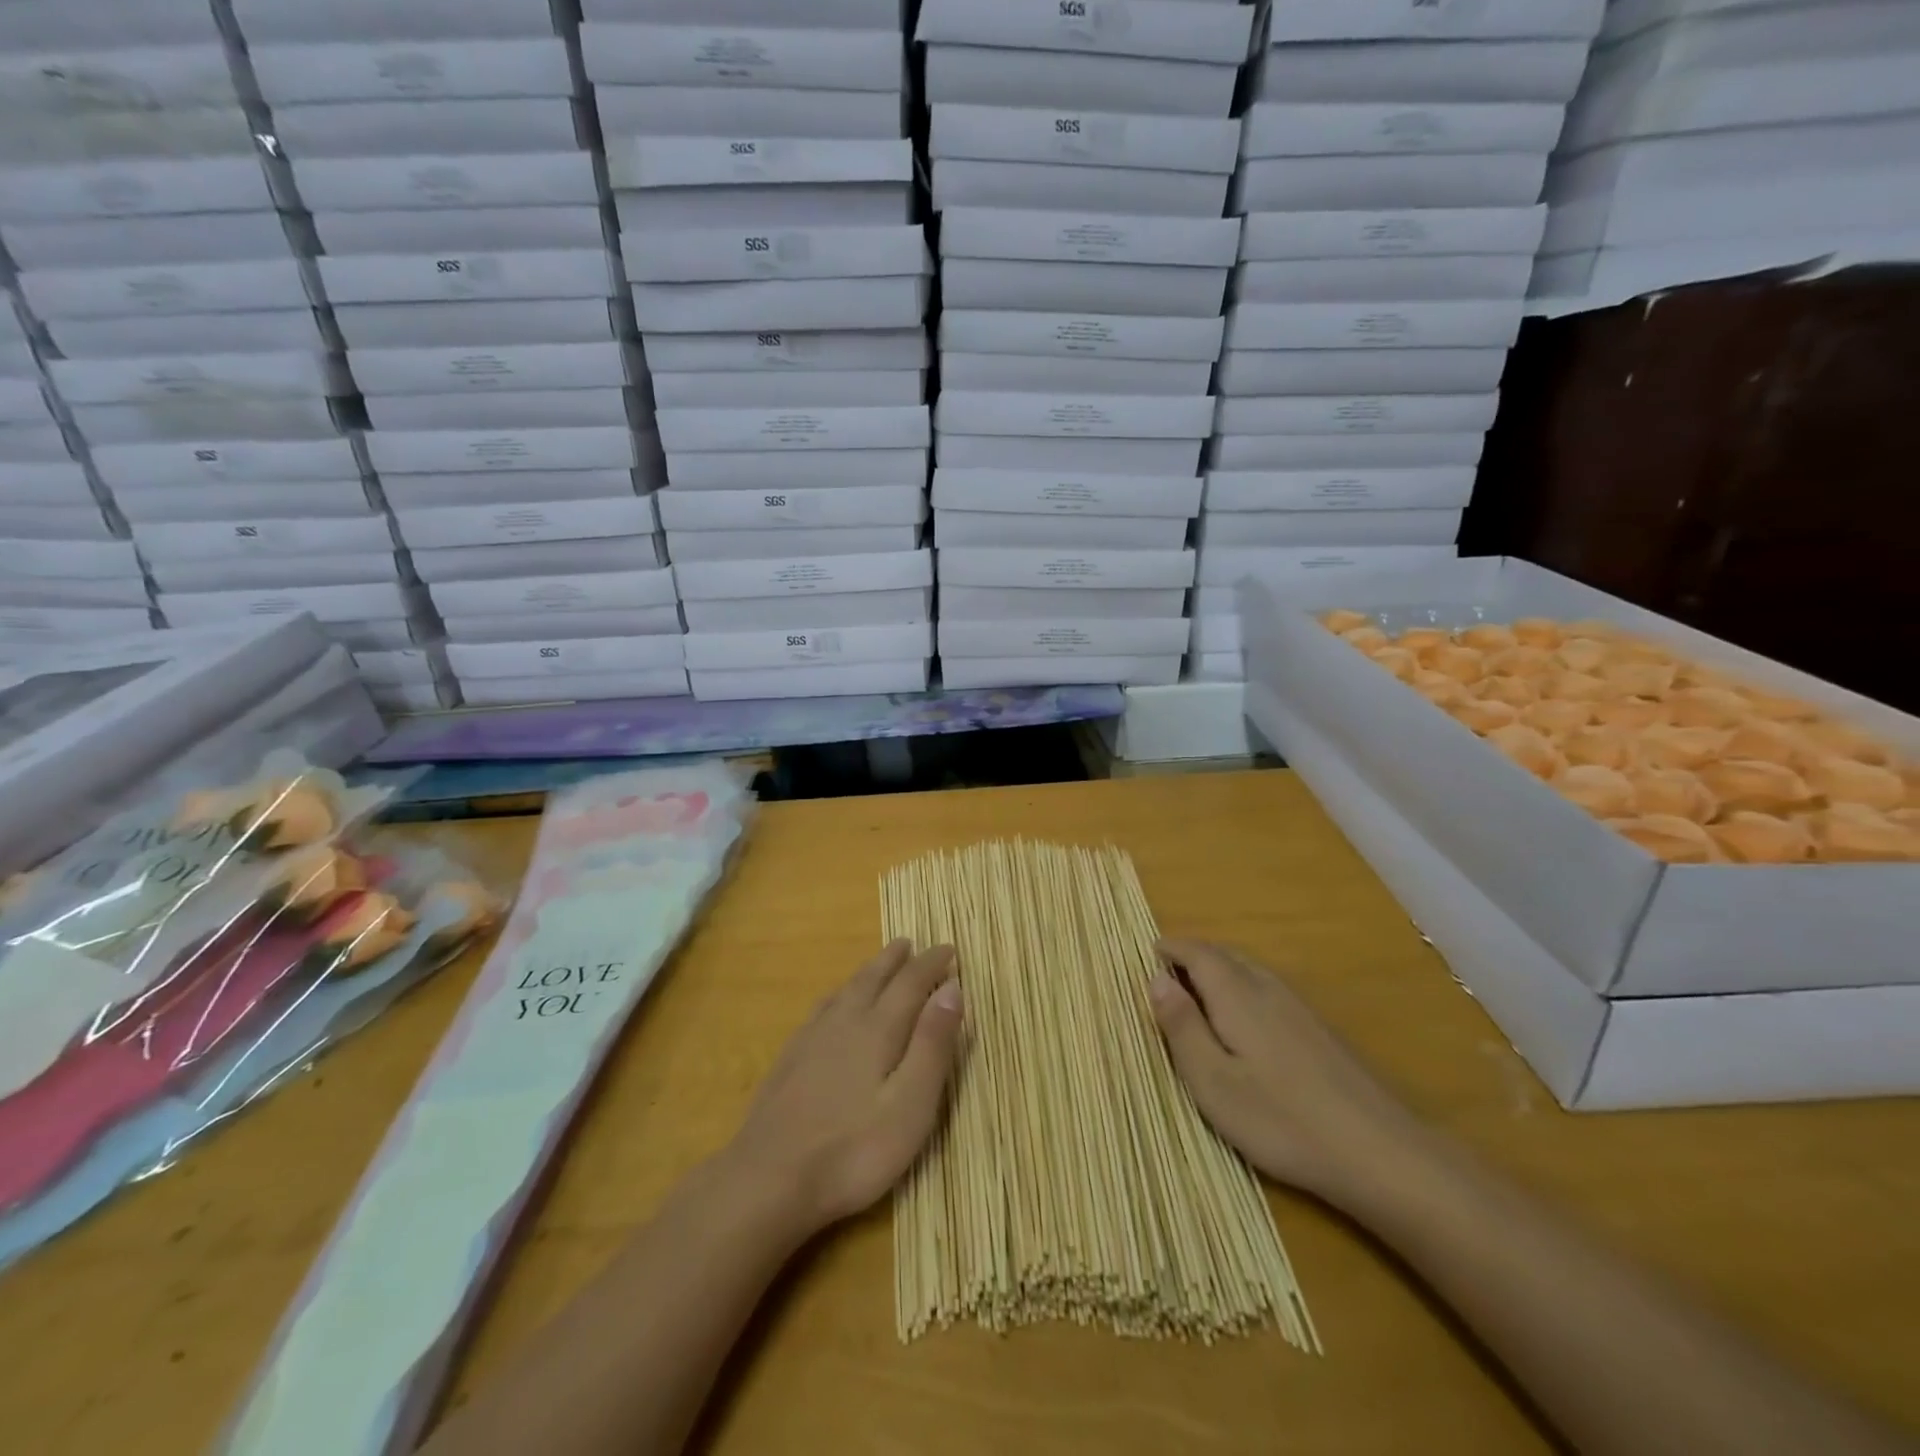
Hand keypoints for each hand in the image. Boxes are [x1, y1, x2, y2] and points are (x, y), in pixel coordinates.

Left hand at [726, 939, 963, 1237]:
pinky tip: (832, 1005)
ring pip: (845, 990)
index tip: (948, 948)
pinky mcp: (790, 1059)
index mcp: (878, 1029)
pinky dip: (838, 994)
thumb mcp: (910, 1105)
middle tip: (910, 943)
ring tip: (878, 963)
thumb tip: (952, 987)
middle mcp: (845, 1021)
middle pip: (873, 978)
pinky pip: (821, 1008)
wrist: (768, 1178)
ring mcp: (812, 1039)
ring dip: (867, 972)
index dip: (931, 964)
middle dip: (896, 960)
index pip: (910, 983)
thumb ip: (932, 1044)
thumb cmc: (853, 1150)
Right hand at [1148, 939, 1430, 1209]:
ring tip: (1198, 991)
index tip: (1149, 953)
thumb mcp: (1213, 1082)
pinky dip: (1243, 987)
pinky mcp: (1320, 1031)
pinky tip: (1245, 1021)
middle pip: (1225, 954)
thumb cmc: (1282, 1120)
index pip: (1198, 953)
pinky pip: (1269, 988)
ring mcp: (1299, 1008)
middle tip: (1167, 970)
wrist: (1380, 1153)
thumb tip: (1156, 978)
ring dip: (1219, 969)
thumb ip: (1182, 1027)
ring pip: (1250, 970)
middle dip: (1193, 955)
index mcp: (1236, 995)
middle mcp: (1268, 988)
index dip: (1172, 948)